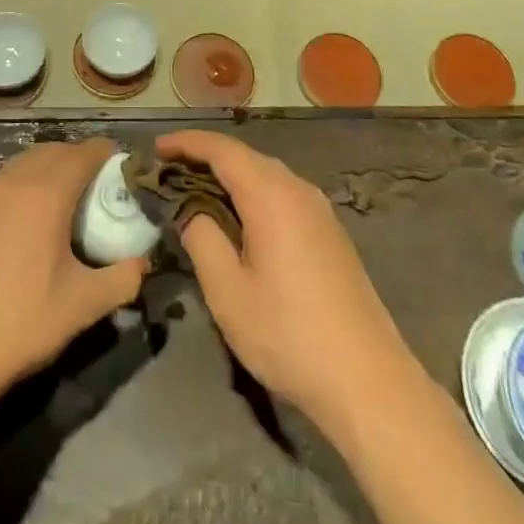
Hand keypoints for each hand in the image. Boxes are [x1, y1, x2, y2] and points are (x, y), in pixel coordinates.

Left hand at [0, 139, 148, 397]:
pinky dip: (29, 182)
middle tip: (102, 187)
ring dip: (53, 167)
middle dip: (82, 159)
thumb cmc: (23, 322)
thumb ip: (123, 278)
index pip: (85, 153)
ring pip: (28, 161)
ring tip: (72, 200)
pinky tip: (36, 219)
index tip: (125, 172)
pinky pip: (9, 179)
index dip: (109, 155)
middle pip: (56, 150)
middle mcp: (15, 181)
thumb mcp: (85, 304)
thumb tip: (142, 262)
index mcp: (46, 193)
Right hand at [156, 131, 418, 430]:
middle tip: (168, 172)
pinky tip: (238, 220)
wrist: (367, 380)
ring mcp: (319, 210)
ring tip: (195, 193)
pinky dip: (252, 194)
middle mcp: (298, 190)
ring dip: (229, 176)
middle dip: (205, 158)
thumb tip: (188, 208)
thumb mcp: (228, 290)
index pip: (222, 149)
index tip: (156, 148)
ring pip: (266, 175)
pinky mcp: (330, 232)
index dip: (186, 143)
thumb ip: (201, 237)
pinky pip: (282, 195)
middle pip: (245, 157)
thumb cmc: (288, 334)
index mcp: (271, 195)